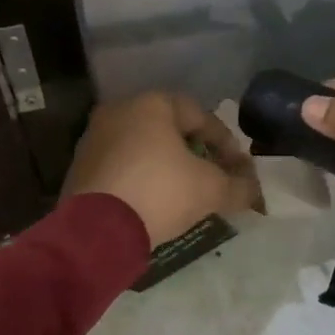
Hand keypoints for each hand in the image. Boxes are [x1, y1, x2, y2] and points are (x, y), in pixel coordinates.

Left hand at [64, 92, 262, 246]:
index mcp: (151, 104)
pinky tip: (153, 202)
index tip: (238, 168)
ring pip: (143, 147)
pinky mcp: (80, 166)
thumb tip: (254, 190)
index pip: (200, 115)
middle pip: (169, 129)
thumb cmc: (160, 193)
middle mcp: (119, 111)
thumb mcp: (211, 190)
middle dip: (195, 152)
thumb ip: (239, 186)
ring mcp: (95, 138)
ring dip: (167, 165)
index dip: (225, 142)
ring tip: (185, 193)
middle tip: (213, 177)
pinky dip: (141, 177)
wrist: (96, 230)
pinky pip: (122, 166)